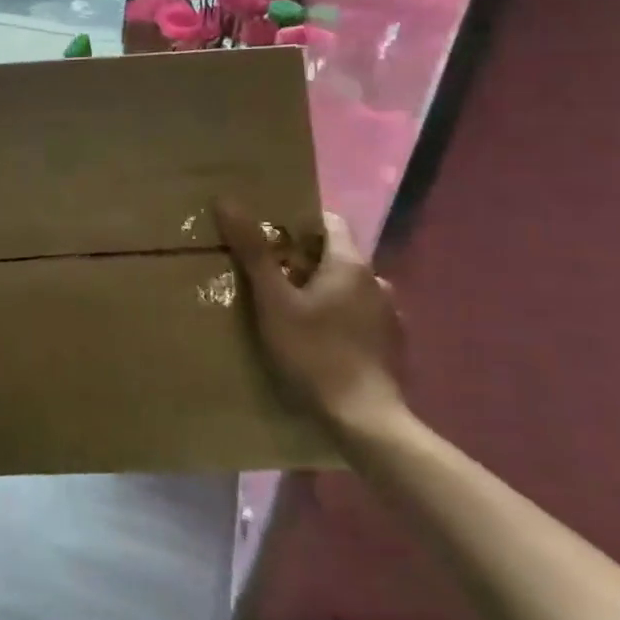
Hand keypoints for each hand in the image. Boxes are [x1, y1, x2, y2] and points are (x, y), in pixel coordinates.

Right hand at [214, 200, 406, 438]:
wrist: (365, 419)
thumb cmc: (314, 352)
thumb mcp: (273, 301)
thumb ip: (253, 251)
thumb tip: (227, 200)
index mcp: (351, 264)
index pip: (328, 221)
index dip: (298, 223)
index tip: (268, 236)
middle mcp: (377, 281)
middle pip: (336, 256)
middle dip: (304, 261)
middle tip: (268, 277)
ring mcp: (390, 315)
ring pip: (349, 289)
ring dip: (324, 292)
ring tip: (292, 312)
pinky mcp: (392, 346)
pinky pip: (360, 317)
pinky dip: (340, 319)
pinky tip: (320, 342)